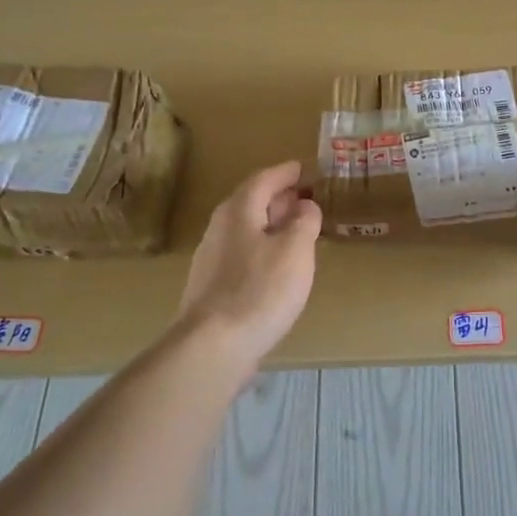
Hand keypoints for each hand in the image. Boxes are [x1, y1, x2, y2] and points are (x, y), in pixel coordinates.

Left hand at [179, 160, 321, 368]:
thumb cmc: (260, 290)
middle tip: (304, 198)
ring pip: (246, 229)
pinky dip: (262, 249)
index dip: (285, 173)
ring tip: (296, 231)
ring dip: (271, 224)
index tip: (303, 169)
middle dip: (278, 198)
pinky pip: (241, 254)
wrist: (213, 346)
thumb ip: (304, 222)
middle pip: (251, 202)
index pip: (263, 179)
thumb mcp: (296, 250)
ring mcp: (211, 259)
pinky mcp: (211, 287)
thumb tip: (305, 206)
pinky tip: (276, 266)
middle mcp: (220, 228)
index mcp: (239, 210)